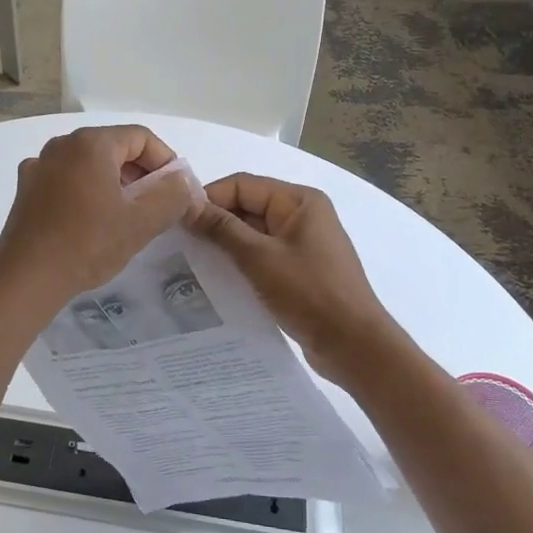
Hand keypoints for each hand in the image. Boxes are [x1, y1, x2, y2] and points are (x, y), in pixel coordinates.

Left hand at [0, 126, 196, 310]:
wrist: (26, 279)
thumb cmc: (87, 244)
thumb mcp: (141, 222)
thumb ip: (171, 195)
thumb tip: (181, 180)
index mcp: (90, 143)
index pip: (141, 137)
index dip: (166, 161)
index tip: (177, 191)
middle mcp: (62, 145)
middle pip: (114, 148)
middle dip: (141, 173)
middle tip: (156, 206)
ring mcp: (39, 166)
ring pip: (90, 164)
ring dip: (114, 184)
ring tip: (127, 217)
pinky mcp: (26, 189)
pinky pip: (67, 180)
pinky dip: (87, 192)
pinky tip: (91, 222)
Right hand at [188, 173, 407, 385]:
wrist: (355, 347)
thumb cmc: (309, 293)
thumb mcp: (259, 257)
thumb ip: (221, 228)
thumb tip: (186, 204)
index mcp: (299, 201)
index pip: (242, 185)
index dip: (209, 197)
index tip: (177, 219)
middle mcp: (302, 215)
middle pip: (247, 207)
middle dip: (215, 222)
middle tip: (179, 242)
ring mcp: (302, 244)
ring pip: (252, 233)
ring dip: (225, 245)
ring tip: (190, 260)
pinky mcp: (299, 270)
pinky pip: (262, 256)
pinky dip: (240, 262)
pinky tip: (216, 278)